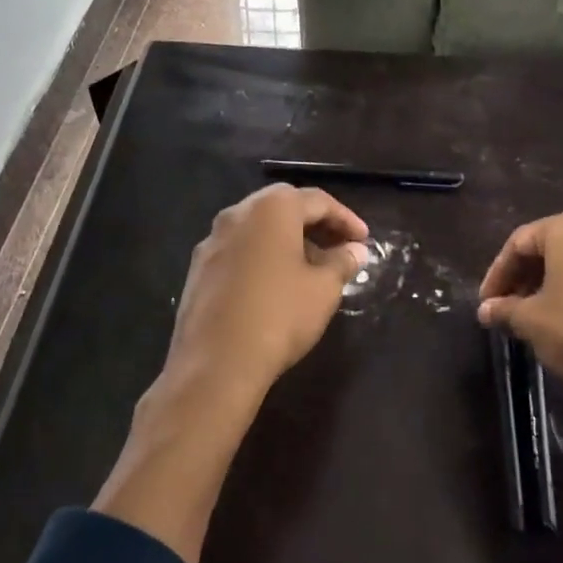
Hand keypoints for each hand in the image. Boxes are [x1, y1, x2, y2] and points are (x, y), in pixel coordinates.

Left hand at [162, 184, 370, 417]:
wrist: (215, 363)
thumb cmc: (279, 316)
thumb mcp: (323, 289)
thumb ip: (342, 262)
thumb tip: (355, 250)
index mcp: (271, 209)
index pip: (317, 200)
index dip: (346, 219)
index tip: (363, 241)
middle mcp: (237, 214)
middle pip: (283, 206)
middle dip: (314, 224)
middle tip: (338, 247)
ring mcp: (212, 241)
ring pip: (257, 228)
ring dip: (287, 240)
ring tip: (310, 267)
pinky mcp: (198, 268)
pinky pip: (238, 250)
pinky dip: (262, 256)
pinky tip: (276, 284)